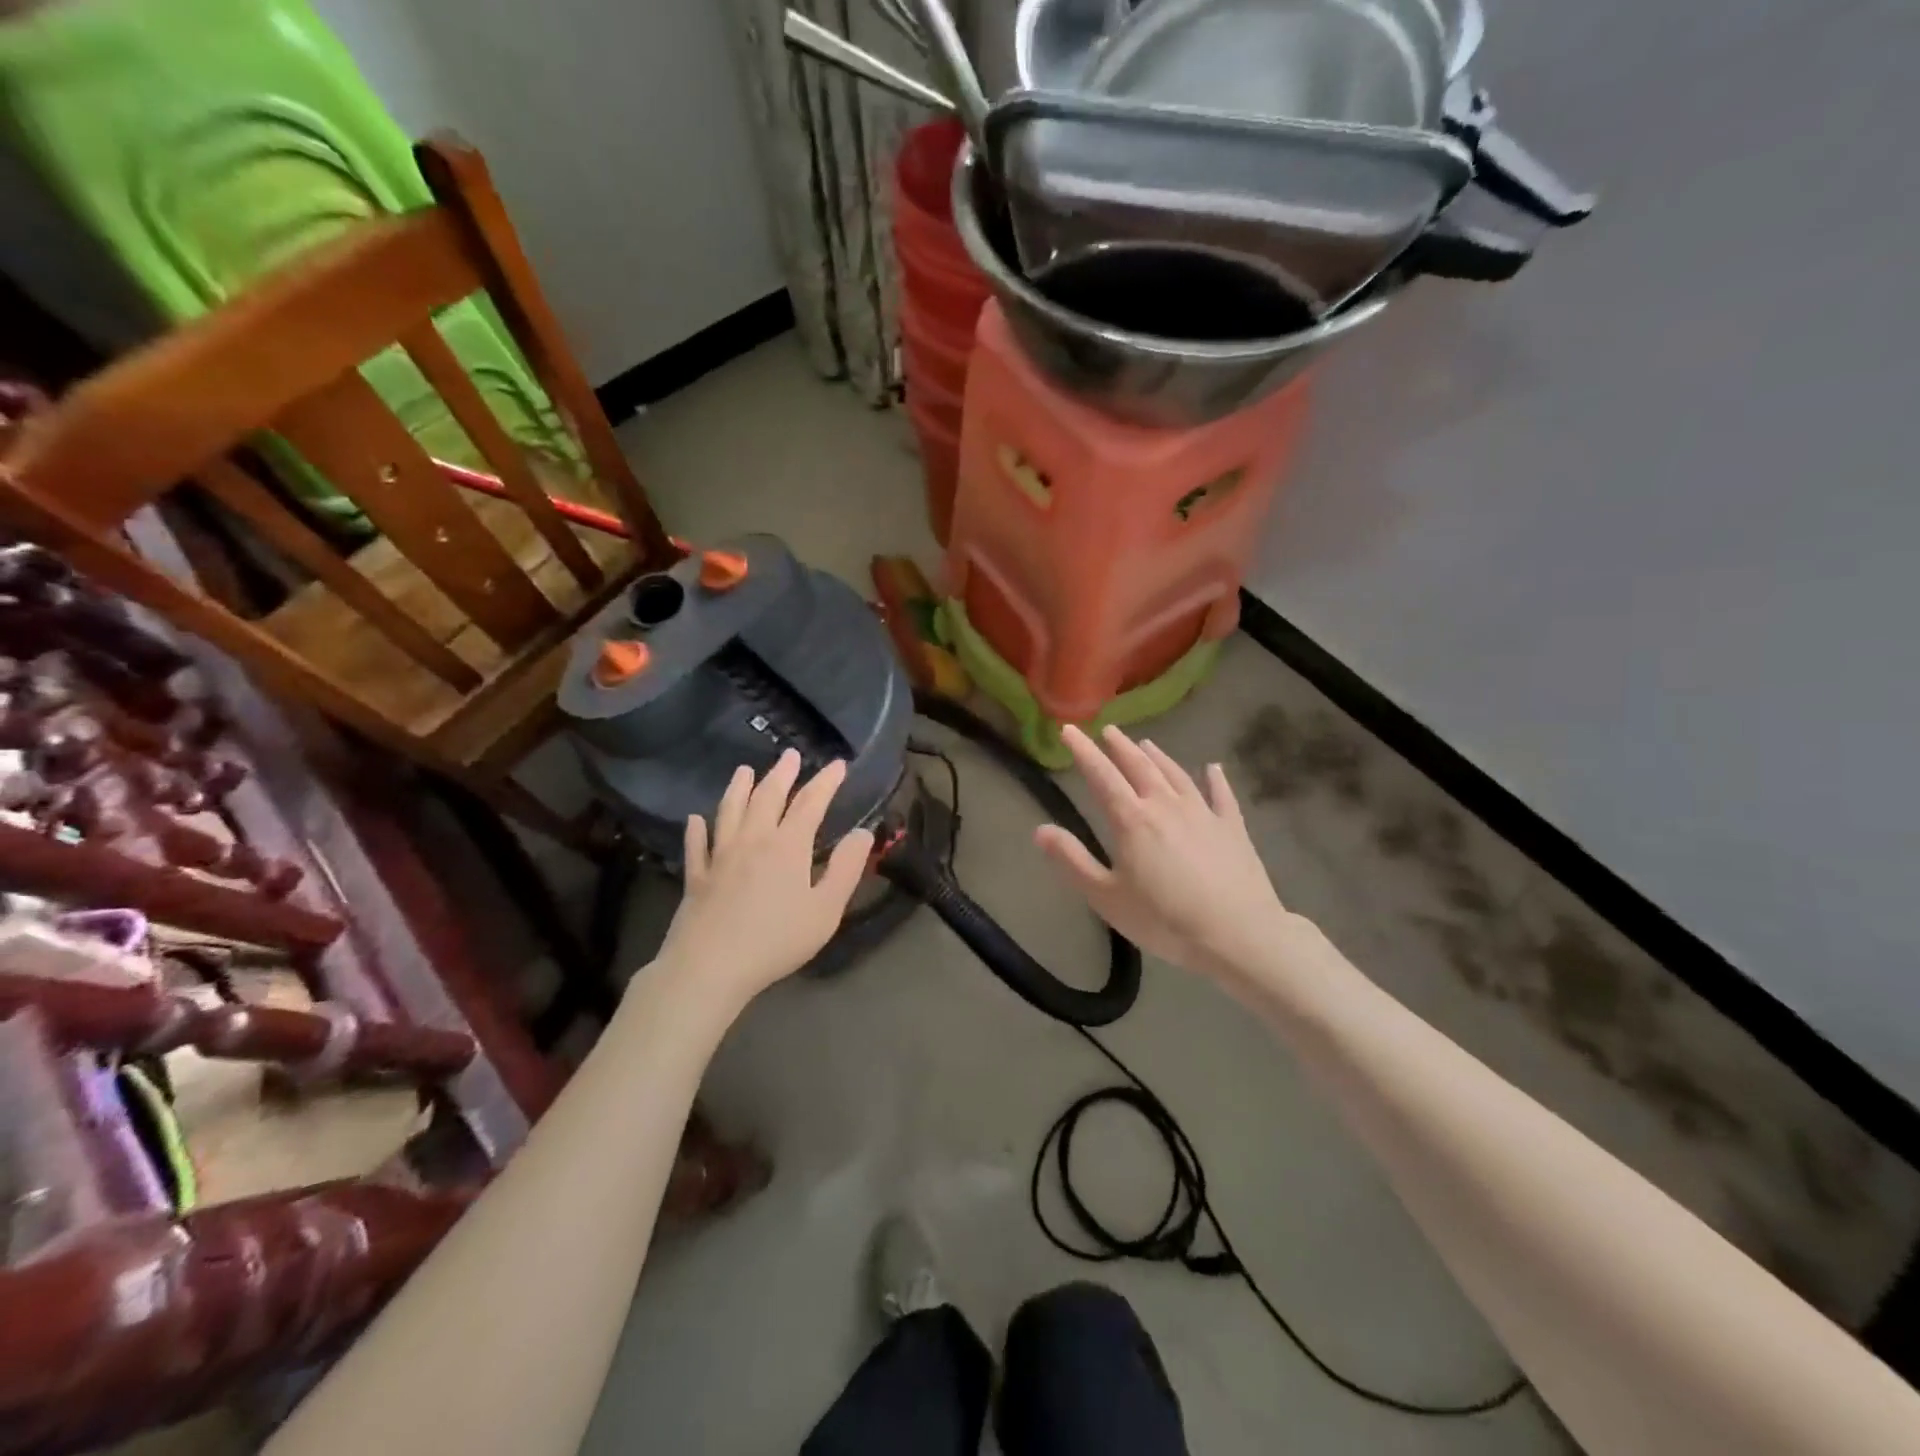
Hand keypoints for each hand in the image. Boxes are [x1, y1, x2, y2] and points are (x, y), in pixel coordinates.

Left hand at [655, 750, 874, 1012]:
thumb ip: (846, 869)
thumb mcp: (825, 910)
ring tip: (744, 771)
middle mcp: (752, 840)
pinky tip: (695, 819)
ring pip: (730, 812)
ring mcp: (720, 857)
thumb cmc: (776, 940)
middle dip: (782, 774)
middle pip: (767, 797)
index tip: (838, 765)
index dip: (826, 782)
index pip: (810, 803)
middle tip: (789, 755)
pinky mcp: (697, 877)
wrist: (710, 967)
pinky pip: (696, 845)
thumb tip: (863, 832)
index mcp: (787, 846)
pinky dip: (697, 829)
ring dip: (739, 788)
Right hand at [1036, 725, 1294, 982]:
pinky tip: (1213, 768)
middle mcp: (1166, 805)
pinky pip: (1222, 795)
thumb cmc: (1164, 920)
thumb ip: (1072, 861)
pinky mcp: (1233, 828)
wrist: (1238, 934)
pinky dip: (1216, 779)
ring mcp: (1203, 813)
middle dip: (1120, 747)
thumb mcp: (1106, 897)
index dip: (1083, 751)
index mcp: (1132, 820)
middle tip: (1108, 730)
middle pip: (1140, 767)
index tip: (1070, 730)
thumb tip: (1040, 830)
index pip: (1102, 775)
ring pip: (1176, 775)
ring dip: (1159, 757)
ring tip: (1146, 744)